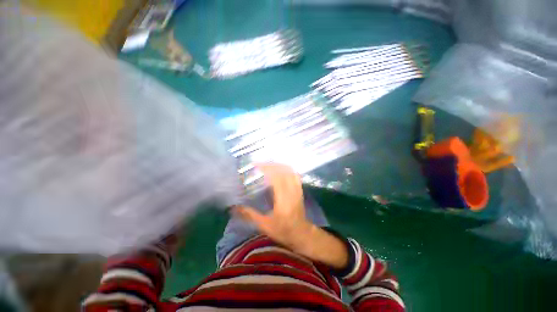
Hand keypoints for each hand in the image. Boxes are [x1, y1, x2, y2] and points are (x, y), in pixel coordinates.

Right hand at [235, 163, 312, 250]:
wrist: (302, 234)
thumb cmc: (283, 231)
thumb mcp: (264, 225)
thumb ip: (250, 215)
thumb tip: (235, 207)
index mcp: (283, 200)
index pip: (276, 178)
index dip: (267, 169)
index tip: (256, 166)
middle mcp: (292, 191)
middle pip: (283, 171)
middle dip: (271, 165)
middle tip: (259, 165)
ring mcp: (297, 189)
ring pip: (290, 171)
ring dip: (278, 166)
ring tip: (268, 166)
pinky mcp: (300, 189)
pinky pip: (294, 175)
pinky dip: (286, 169)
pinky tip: (279, 170)